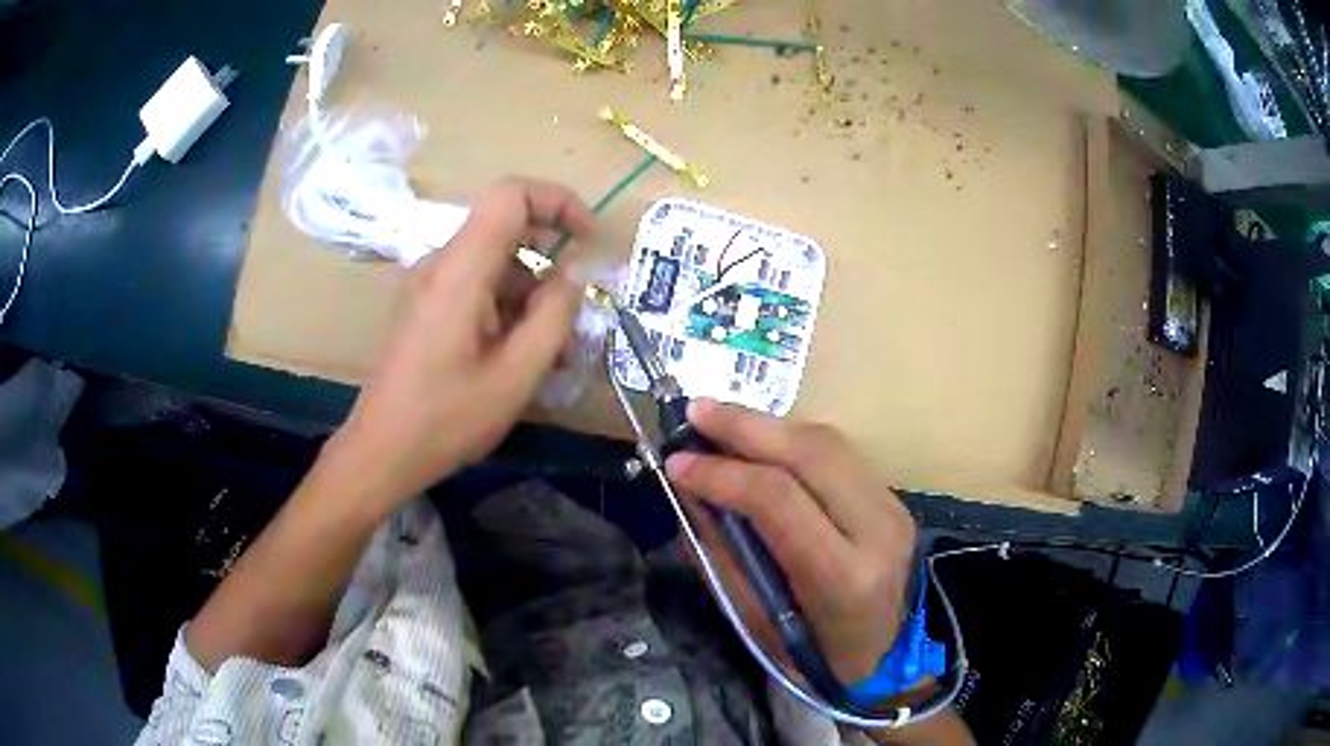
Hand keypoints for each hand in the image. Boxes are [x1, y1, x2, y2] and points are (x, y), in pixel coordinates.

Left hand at [329, 177, 593, 511]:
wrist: (380, 452)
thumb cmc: (445, 419)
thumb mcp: (514, 376)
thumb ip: (554, 317)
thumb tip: (575, 272)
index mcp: (460, 271)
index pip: (510, 194)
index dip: (558, 202)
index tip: (589, 240)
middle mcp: (440, 264)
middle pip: (506, 230)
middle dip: (550, 263)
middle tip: (574, 316)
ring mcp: (429, 285)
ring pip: (494, 263)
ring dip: (532, 294)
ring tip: (552, 354)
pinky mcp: (425, 306)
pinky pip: (476, 287)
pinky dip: (507, 308)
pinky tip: (520, 357)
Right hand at [665, 400, 917, 683]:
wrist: (891, 655)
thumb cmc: (817, 656)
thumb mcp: (760, 624)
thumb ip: (724, 557)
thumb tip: (690, 496)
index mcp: (844, 575)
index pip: (779, 500)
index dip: (722, 474)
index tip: (676, 463)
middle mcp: (878, 529)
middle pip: (811, 453)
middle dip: (746, 425)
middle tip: (694, 411)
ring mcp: (892, 506)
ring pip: (827, 443)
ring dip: (768, 426)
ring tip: (718, 419)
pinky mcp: (891, 496)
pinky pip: (837, 453)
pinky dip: (791, 439)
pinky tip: (758, 441)